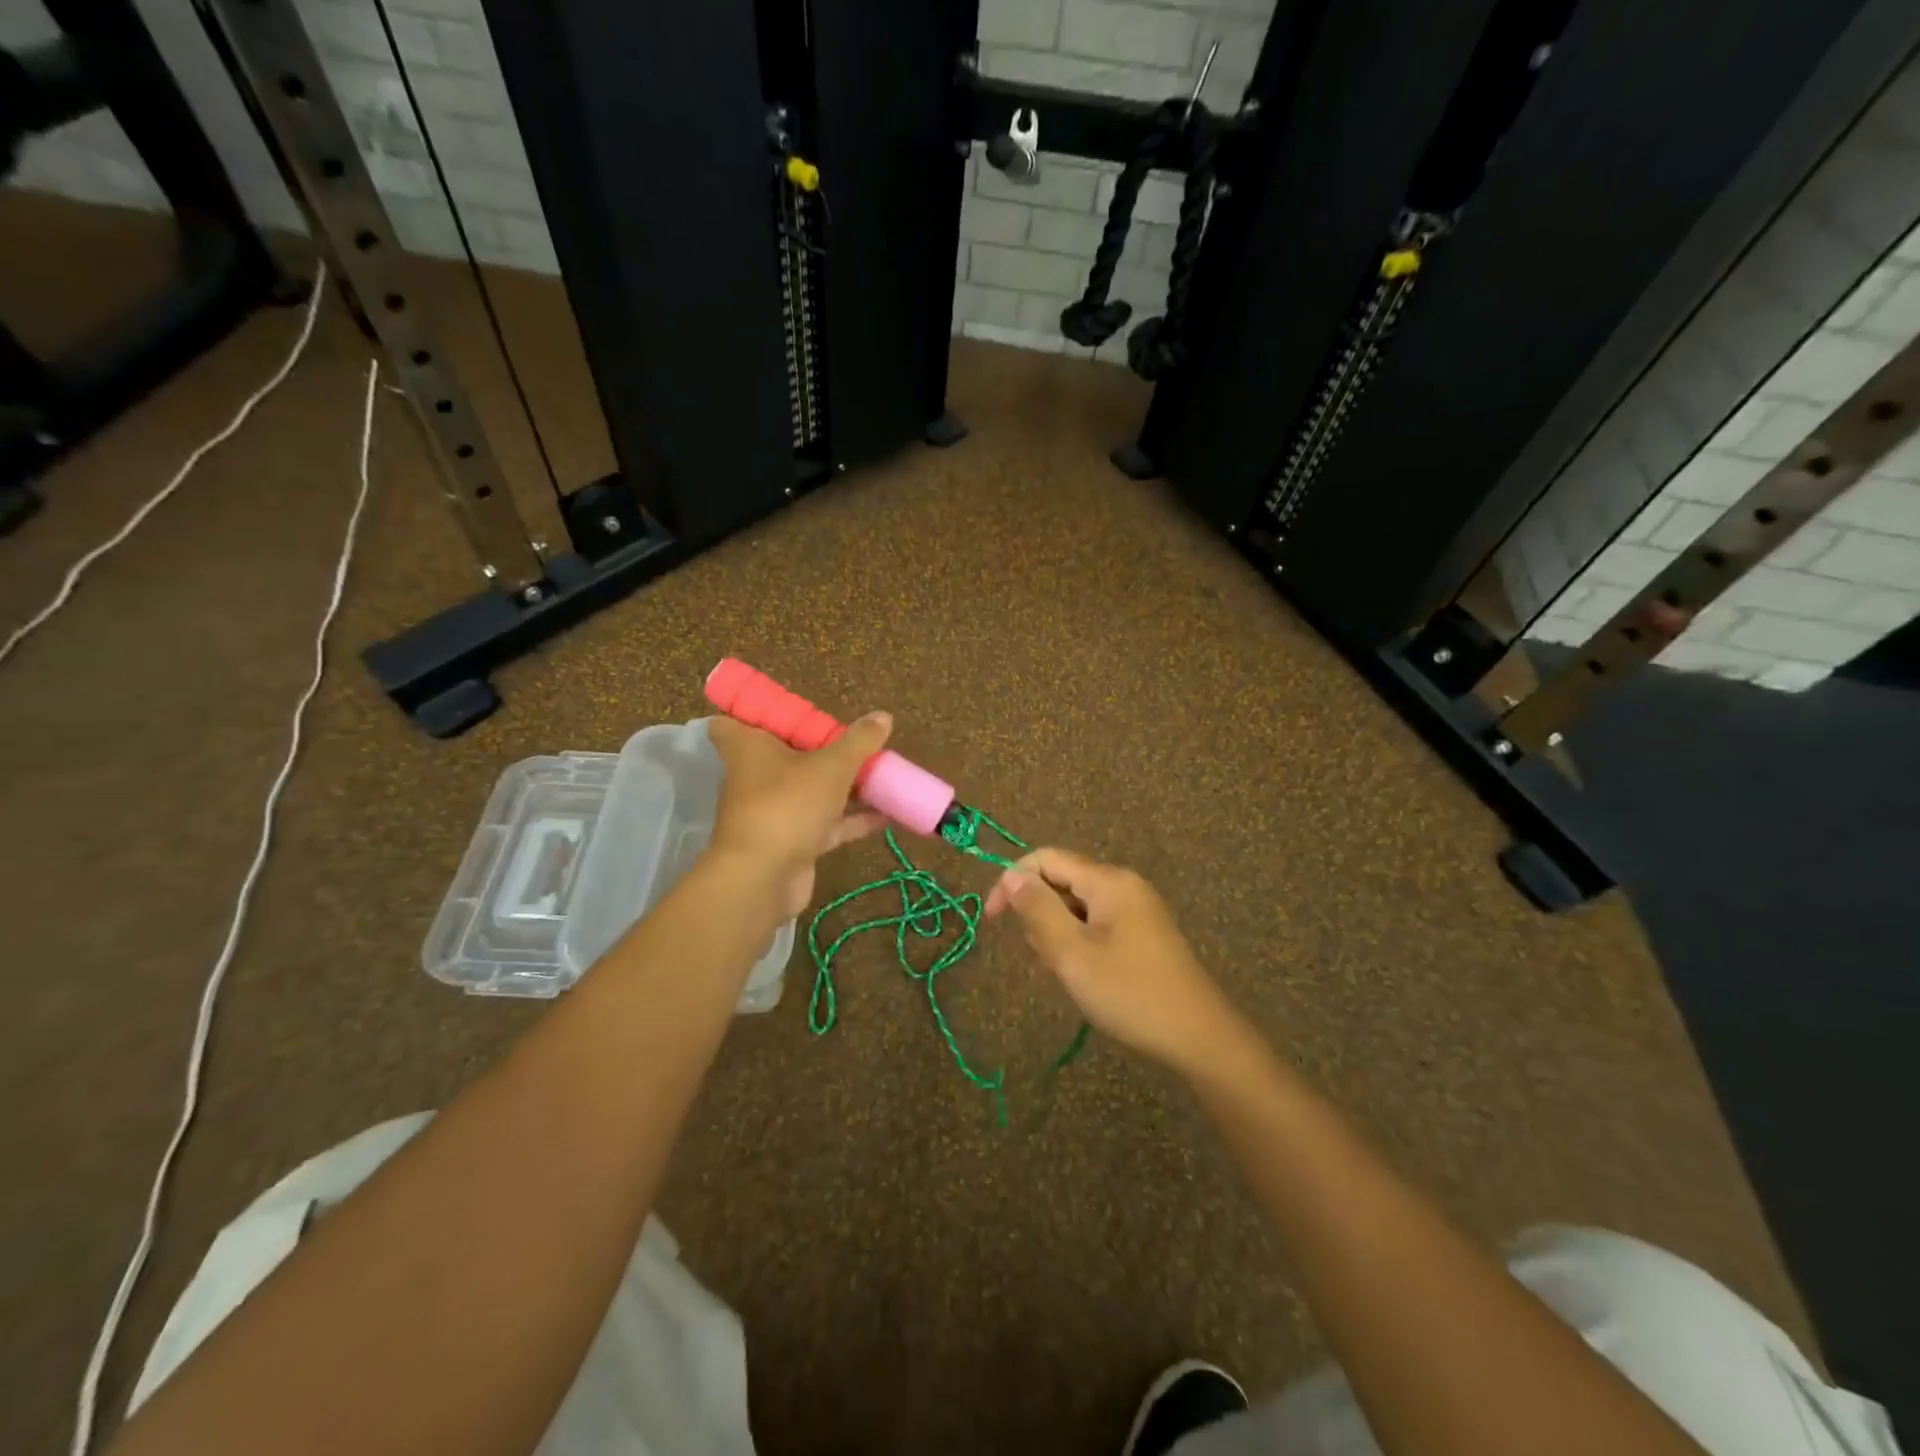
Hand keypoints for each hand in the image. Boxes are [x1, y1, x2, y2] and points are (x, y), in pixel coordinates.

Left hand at [707, 711, 892, 917]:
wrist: (763, 879)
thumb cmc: (787, 805)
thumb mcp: (831, 766)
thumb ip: (859, 742)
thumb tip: (883, 715)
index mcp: (749, 747)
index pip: (732, 721)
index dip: (755, 713)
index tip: (788, 711)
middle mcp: (756, 776)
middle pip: (784, 754)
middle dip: (819, 748)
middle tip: (852, 740)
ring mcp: (774, 811)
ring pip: (810, 790)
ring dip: (842, 785)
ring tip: (881, 773)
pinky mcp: (792, 842)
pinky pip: (826, 823)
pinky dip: (853, 819)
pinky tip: (888, 814)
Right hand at [985, 848, 1244, 1075]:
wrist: (1199, 1037)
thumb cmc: (1130, 993)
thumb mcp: (1072, 954)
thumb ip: (1038, 910)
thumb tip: (1011, 876)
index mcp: (1108, 881)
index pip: (1046, 859)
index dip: (1012, 882)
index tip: (992, 921)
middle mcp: (1123, 885)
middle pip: (1061, 882)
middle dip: (1041, 916)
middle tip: (1048, 962)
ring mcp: (1136, 909)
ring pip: (1077, 907)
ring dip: (1060, 935)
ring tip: (1070, 974)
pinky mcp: (1143, 933)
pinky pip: (1096, 924)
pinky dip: (1080, 944)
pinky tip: (1087, 977)